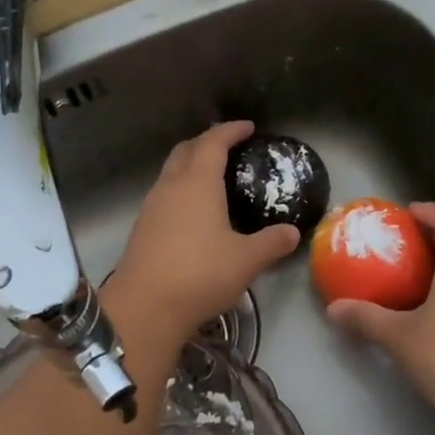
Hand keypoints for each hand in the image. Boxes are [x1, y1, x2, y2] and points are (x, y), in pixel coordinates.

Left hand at [108, 121, 299, 341]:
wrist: (145, 307)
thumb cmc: (200, 274)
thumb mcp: (247, 260)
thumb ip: (272, 243)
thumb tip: (293, 232)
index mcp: (198, 183)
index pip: (213, 143)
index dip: (230, 131)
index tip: (247, 127)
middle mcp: (170, 187)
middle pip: (185, 151)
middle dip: (206, 143)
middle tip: (227, 148)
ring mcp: (151, 208)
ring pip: (170, 174)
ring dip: (189, 167)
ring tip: (212, 179)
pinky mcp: (142, 229)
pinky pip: (163, 197)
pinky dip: (180, 192)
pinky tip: (193, 214)